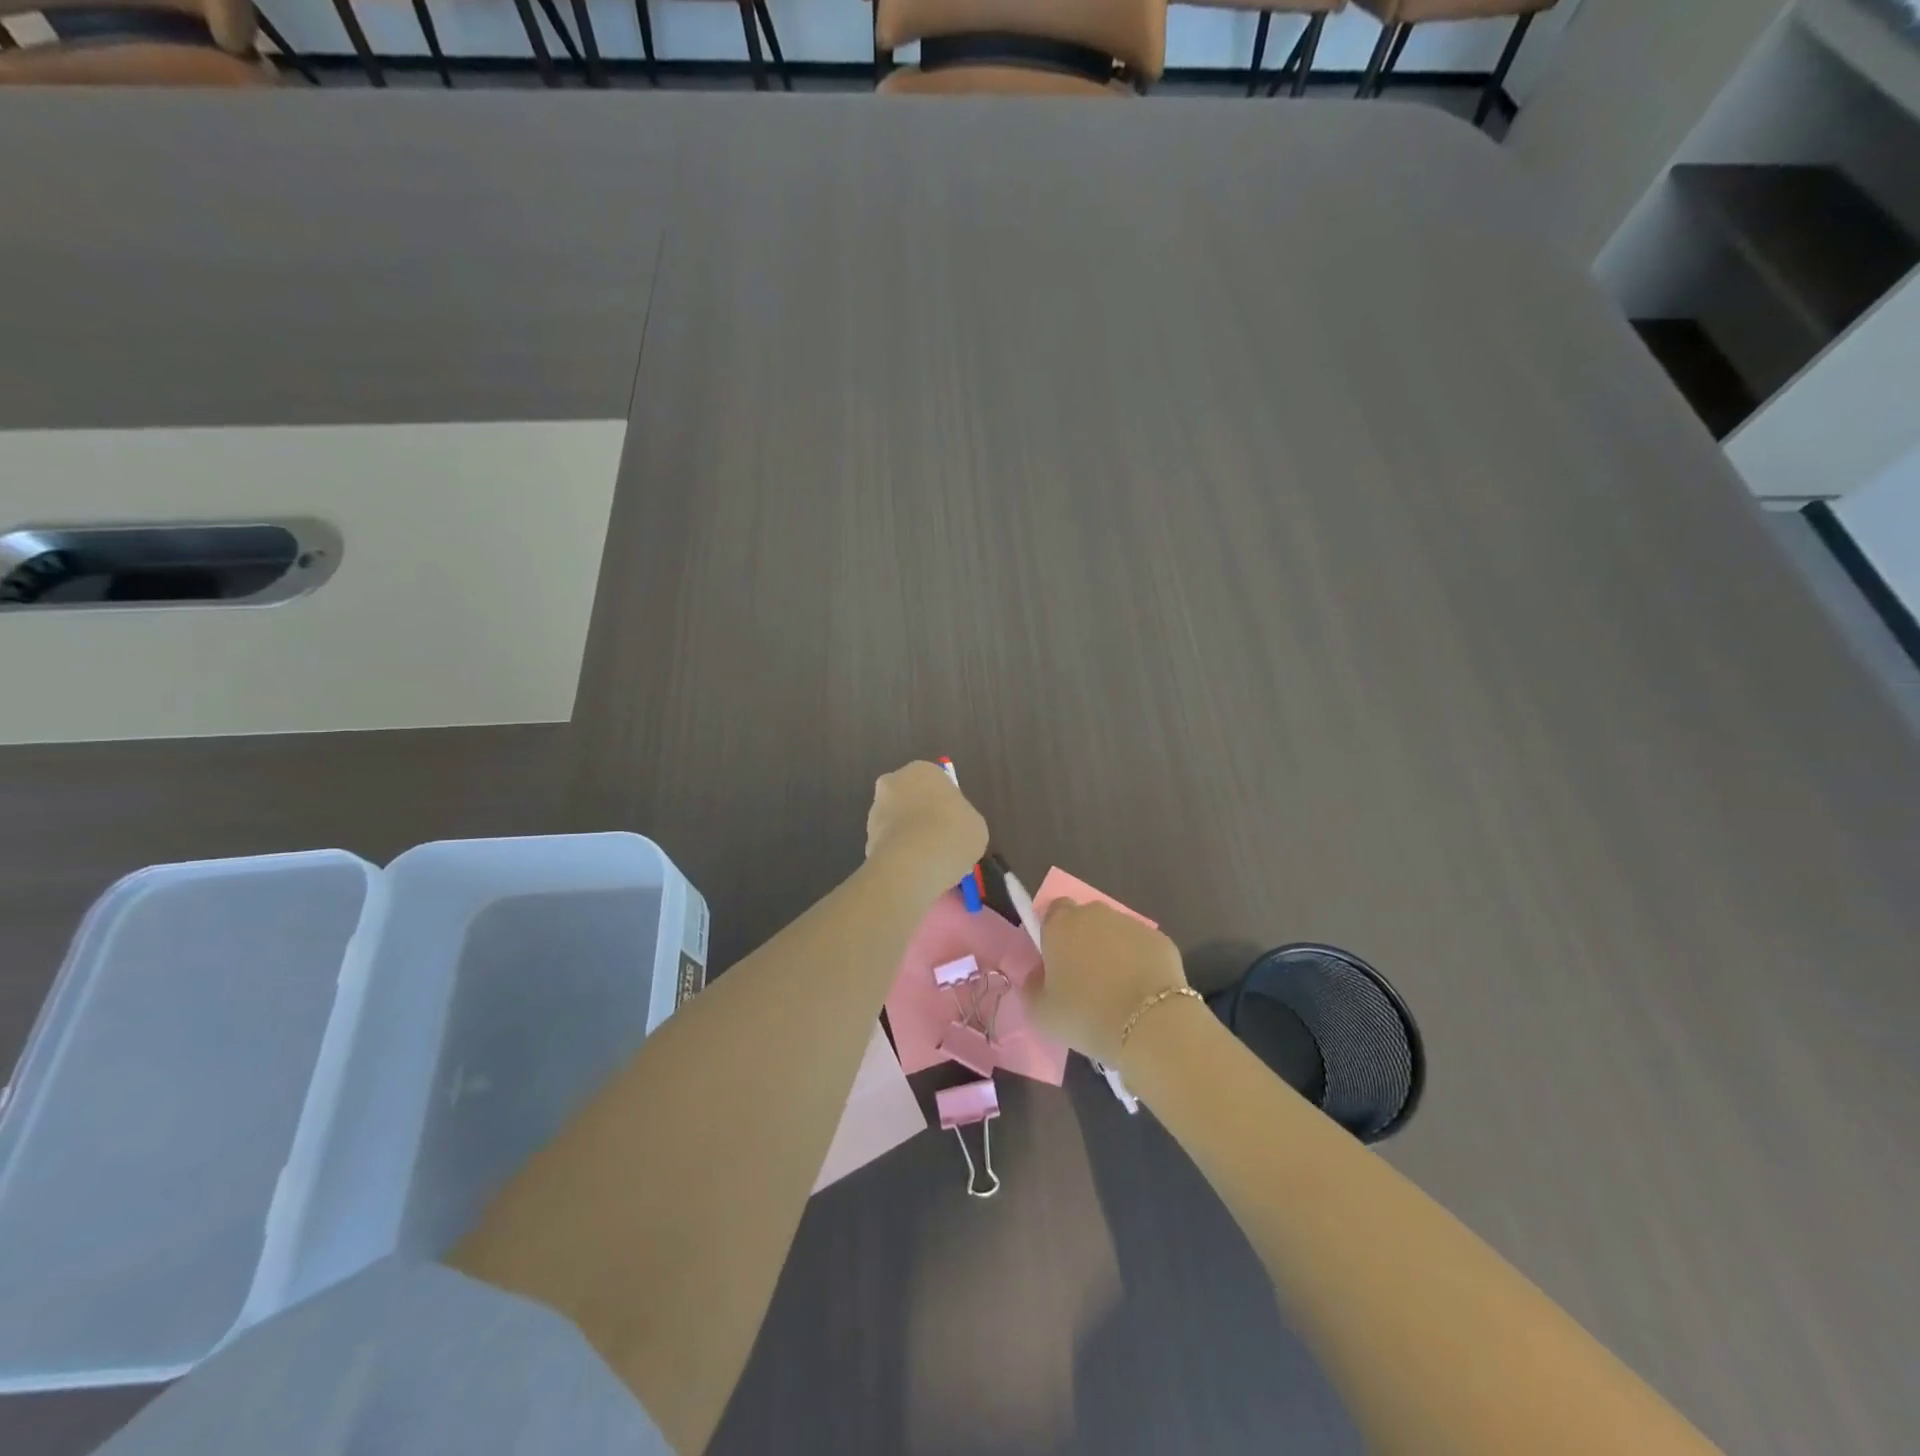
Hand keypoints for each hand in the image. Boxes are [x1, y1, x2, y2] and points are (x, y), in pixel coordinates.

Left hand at [864, 761, 988, 901]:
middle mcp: (893, 783)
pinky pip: (889, 846)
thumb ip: (961, 820)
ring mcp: (876, 810)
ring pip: (897, 824)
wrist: (914, 862)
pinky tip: (915, 873)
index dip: (946, 805)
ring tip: (929, 864)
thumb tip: (953, 830)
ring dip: (909, 838)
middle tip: (941, 843)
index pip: (936, 783)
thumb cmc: (953, 832)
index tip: (954, 825)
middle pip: (911, 800)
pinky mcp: (866, 838)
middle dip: (922, 819)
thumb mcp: (975, 824)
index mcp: (922, 770)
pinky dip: (900, 857)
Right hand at [1025, 900, 1189, 1065]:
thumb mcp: (1041, 1013)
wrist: (1150, 1025)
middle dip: (1083, 941)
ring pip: (1114, 933)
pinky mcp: (1161, 940)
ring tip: (1116, 990)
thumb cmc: (1086, 1015)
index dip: (1052, 934)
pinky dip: (1139, 963)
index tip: (1055, 962)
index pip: (1051, 912)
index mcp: (1061, 924)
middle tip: (1083, 979)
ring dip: (1112, 952)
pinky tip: (1141, 993)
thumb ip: (1032, 987)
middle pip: (1084, 920)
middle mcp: (1095, 914)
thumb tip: (1039, 976)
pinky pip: (1141, 948)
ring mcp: (1131, 924)